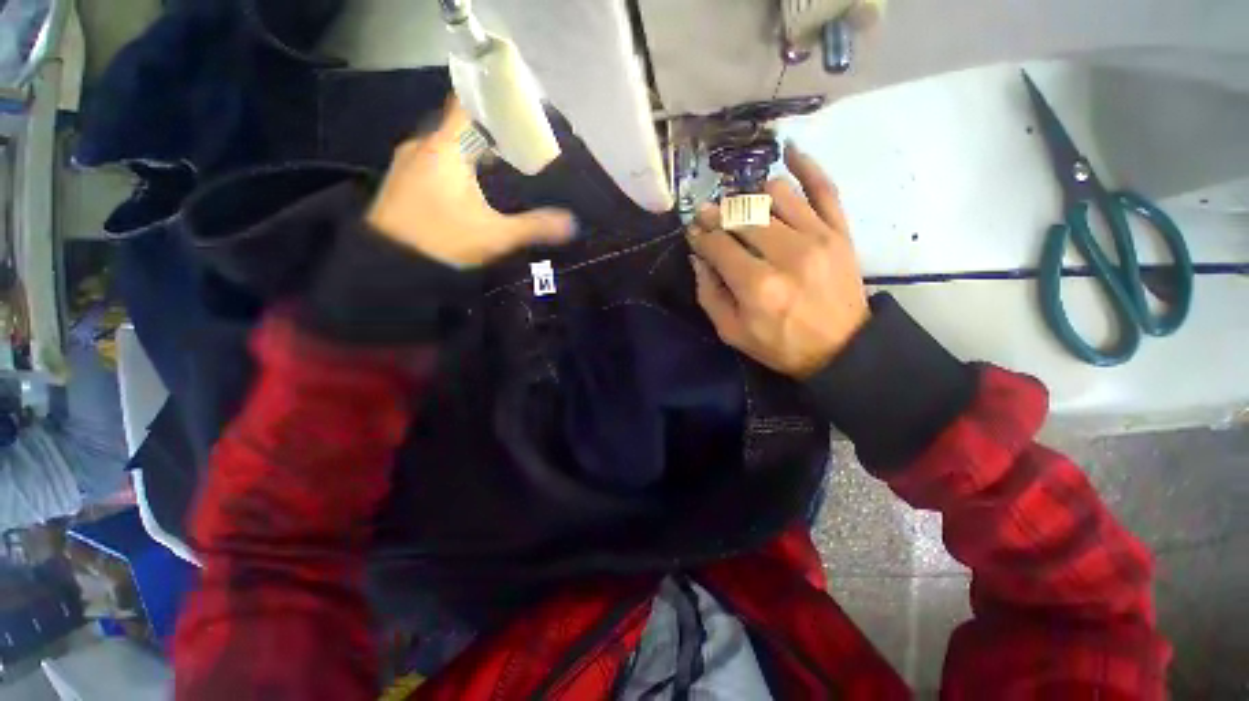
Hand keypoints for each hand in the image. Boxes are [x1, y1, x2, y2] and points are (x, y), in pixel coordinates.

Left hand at [366, 99, 574, 266]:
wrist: (390, 265)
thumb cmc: (444, 240)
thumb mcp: (496, 236)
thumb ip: (535, 227)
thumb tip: (572, 223)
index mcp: (445, 147)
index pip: (467, 104)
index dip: (491, 101)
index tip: (517, 108)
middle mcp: (422, 145)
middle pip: (459, 127)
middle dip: (488, 134)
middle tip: (517, 148)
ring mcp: (408, 162)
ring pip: (446, 146)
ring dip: (470, 152)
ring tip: (499, 168)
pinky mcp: (403, 181)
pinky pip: (434, 161)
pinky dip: (455, 166)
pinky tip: (470, 187)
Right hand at [688, 144, 868, 378]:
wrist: (841, 349)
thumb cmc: (780, 345)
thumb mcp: (732, 332)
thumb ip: (709, 294)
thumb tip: (698, 257)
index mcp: (756, 285)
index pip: (718, 244)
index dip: (700, 234)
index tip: (693, 231)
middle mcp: (786, 254)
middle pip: (742, 215)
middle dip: (718, 213)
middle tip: (710, 216)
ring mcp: (817, 237)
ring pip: (776, 193)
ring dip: (751, 195)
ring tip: (743, 207)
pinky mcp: (840, 231)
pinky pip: (824, 187)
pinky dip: (806, 166)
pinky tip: (789, 152)